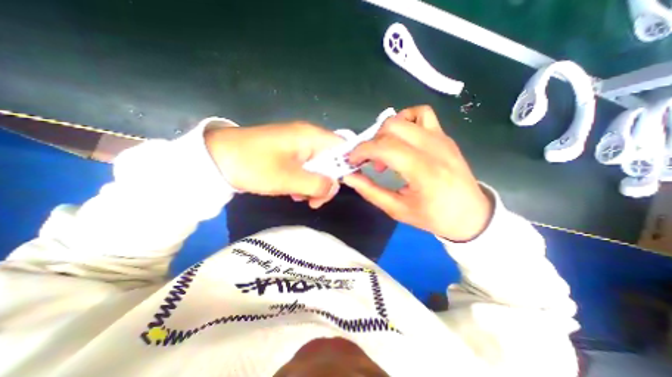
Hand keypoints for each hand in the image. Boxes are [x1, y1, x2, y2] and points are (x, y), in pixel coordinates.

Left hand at [205, 120, 341, 207]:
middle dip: (327, 182)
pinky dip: (304, 181)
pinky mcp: (289, 153)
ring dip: (314, 185)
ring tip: (300, 198)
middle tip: (315, 201)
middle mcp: (308, 137)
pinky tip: (293, 192)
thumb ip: (317, 184)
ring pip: (319, 166)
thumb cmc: (253, 165)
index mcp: (311, 137)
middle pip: (332, 160)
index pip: (343, 148)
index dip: (349, 167)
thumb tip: (335, 187)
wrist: (216, 158)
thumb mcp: (288, 179)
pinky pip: (306, 168)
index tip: (347, 187)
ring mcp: (298, 145)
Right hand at [342, 106, 492, 240]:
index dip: (362, 150)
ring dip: (386, 132)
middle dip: (372, 141)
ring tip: (386, 151)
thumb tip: (349, 176)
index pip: (385, 147)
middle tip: (370, 161)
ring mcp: (441, 138)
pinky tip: (402, 139)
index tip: (352, 160)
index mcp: (423, 171)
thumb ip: (370, 191)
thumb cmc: (434, 216)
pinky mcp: (444, 136)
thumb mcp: (397, 210)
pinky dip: (405, 120)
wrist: (471, 214)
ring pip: (404, 118)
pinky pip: (422, 114)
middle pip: (392, 127)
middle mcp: (433, 148)